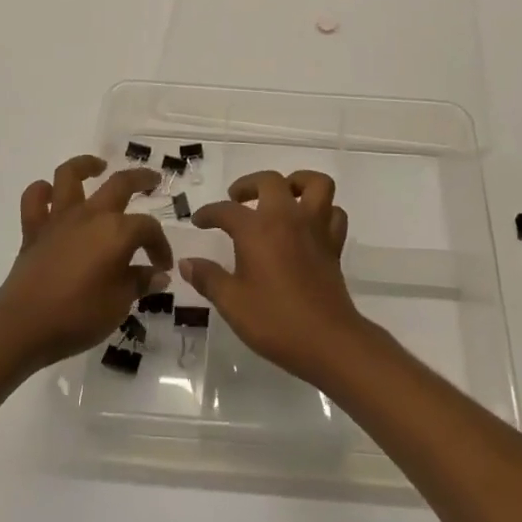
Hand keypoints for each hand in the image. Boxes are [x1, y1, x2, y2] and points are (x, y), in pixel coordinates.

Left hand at [0, 155, 173, 370]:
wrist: (23, 326)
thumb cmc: (78, 316)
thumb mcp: (119, 304)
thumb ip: (139, 283)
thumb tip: (158, 274)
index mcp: (117, 232)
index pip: (148, 228)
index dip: (160, 245)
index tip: (162, 266)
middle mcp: (90, 215)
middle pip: (120, 184)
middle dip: (141, 179)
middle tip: (153, 180)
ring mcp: (59, 219)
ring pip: (70, 175)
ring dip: (86, 165)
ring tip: (98, 167)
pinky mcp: (33, 230)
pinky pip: (35, 199)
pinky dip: (43, 192)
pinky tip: (53, 195)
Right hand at [184, 170, 370, 382]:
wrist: (327, 341)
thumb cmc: (275, 321)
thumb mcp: (232, 303)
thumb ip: (208, 278)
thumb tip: (186, 263)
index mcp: (257, 229)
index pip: (226, 210)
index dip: (209, 213)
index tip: (198, 221)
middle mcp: (287, 218)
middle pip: (270, 181)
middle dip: (249, 184)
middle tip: (236, 199)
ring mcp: (315, 227)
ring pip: (315, 184)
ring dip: (297, 182)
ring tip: (282, 195)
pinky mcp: (334, 244)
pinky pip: (334, 213)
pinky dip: (324, 211)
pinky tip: (309, 224)